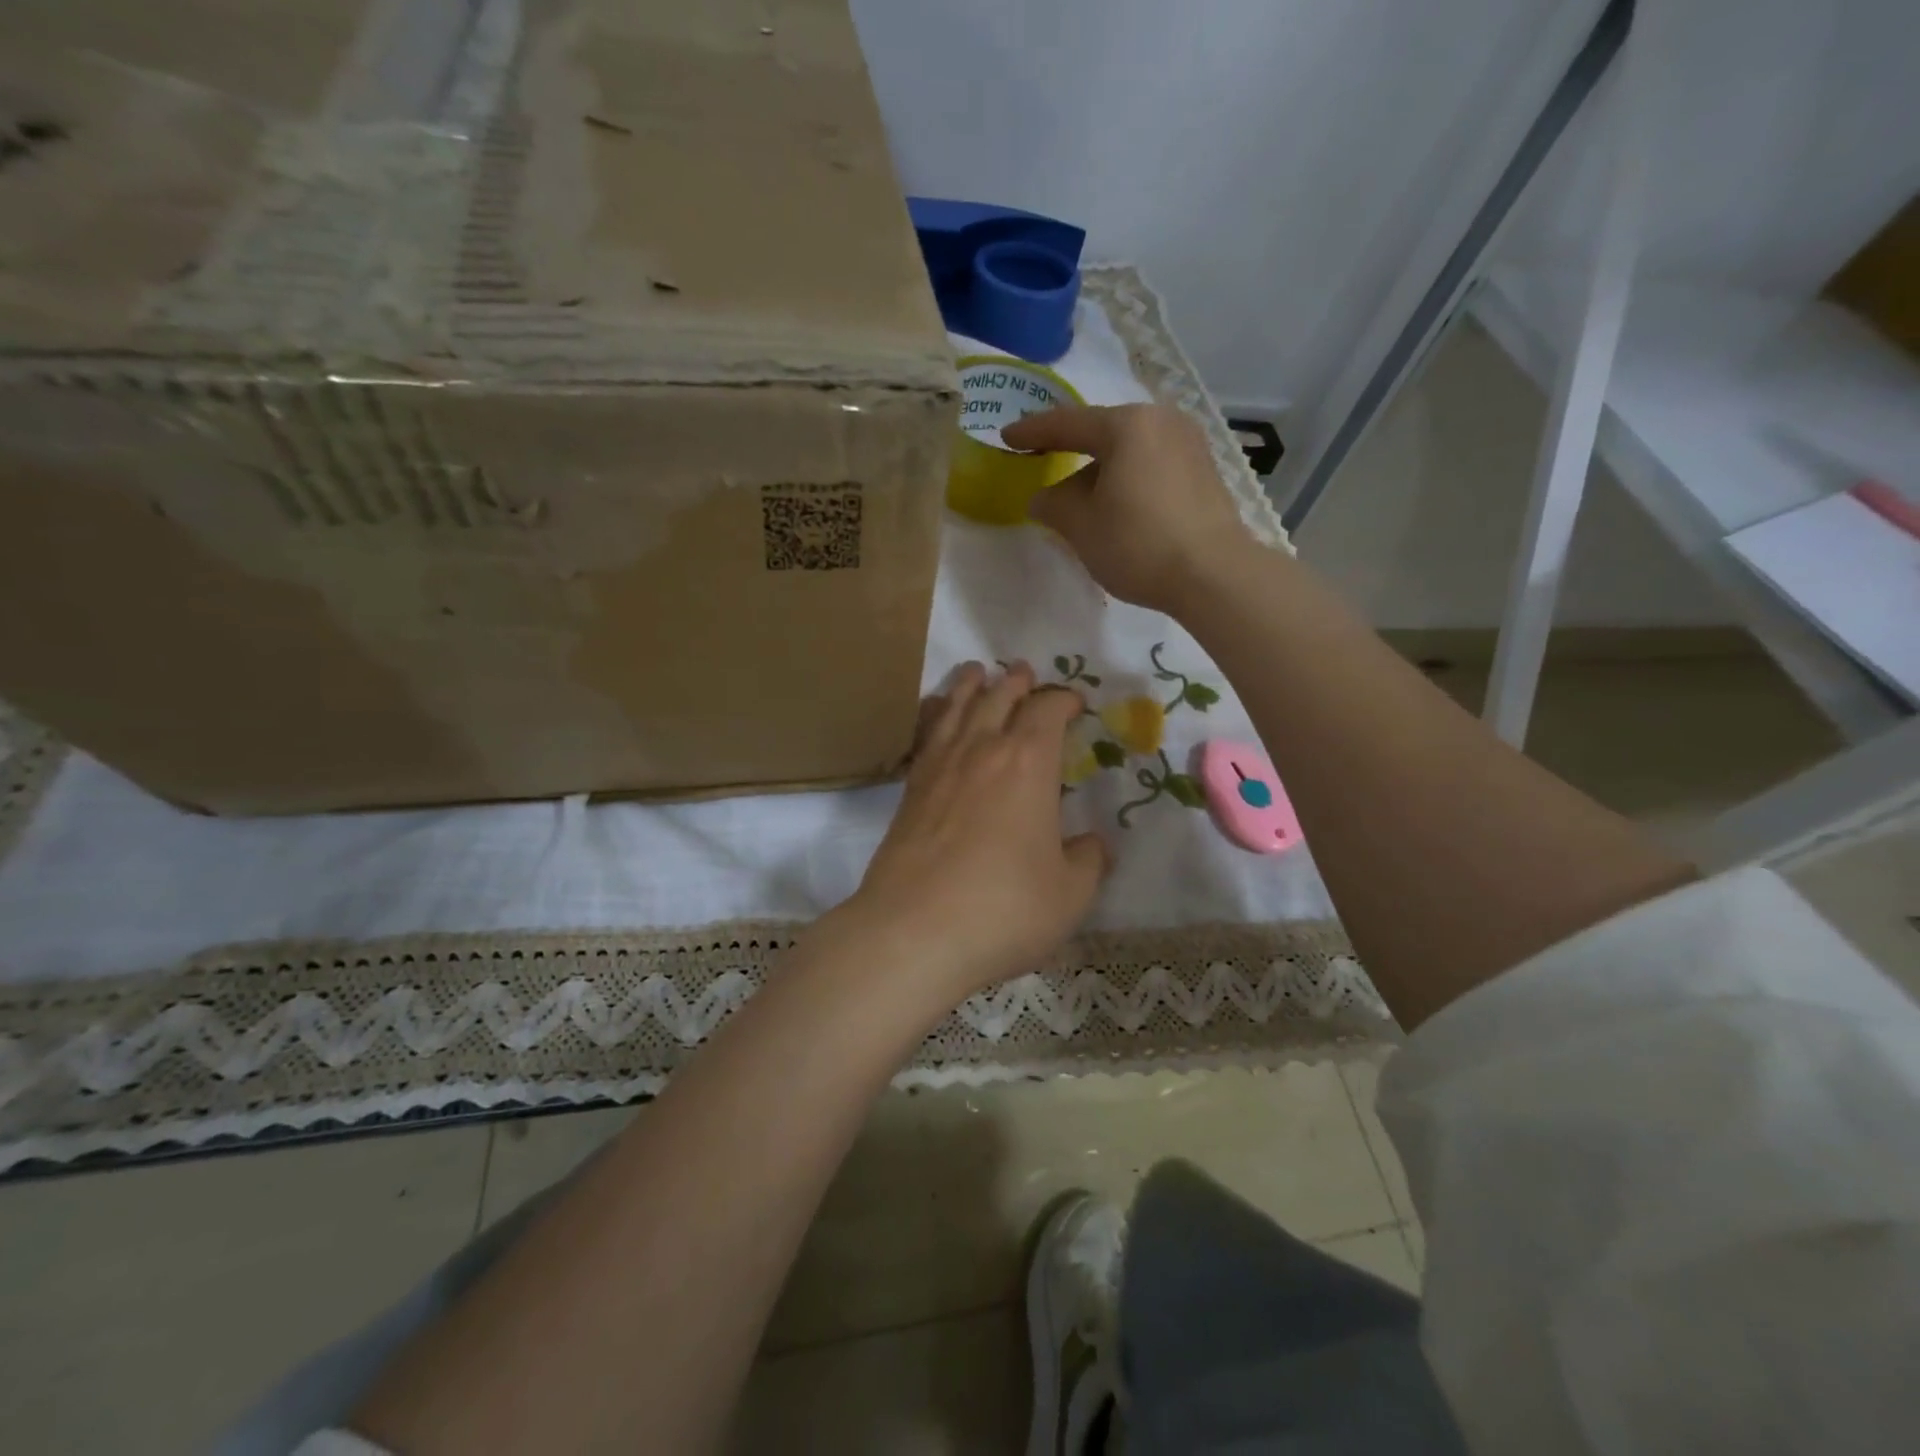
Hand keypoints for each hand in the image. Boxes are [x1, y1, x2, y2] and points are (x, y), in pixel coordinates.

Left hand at [840, 662, 1110, 1001]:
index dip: (1063, 700)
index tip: (1074, 702)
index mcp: (1029, 764)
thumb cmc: (1003, 909)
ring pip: (956, 708)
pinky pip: (925, 735)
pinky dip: (934, 714)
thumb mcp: (1069, 894)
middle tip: (1024, 672)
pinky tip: (935, 714)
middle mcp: (982, 751)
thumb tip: (1093, 845)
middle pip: (999, 699)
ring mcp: (939, 767)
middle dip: (1017, 683)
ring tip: (975, 671)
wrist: (913, 932)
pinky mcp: (909, 790)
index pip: (1048, 712)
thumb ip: (1087, 862)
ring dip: (970, 685)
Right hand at [1003, 403, 1255, 613]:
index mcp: (1128, 425)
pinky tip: (1118, 506)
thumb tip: (1043, 498)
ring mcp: (1189, 445)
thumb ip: (1053, 505)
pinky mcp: (1204, 472)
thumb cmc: (1138, 544)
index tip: (1007, 438)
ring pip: (1130, 451)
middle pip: (1104, 433)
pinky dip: (1128, 480)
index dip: (1032, 432)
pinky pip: (1152, 466)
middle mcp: (1162, 422)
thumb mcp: (1082, 527)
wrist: (1214, 575)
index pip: (1068, 423)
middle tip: (1044, 461)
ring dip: (1102, 471)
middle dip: (1072, 451)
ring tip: (1082, 498)